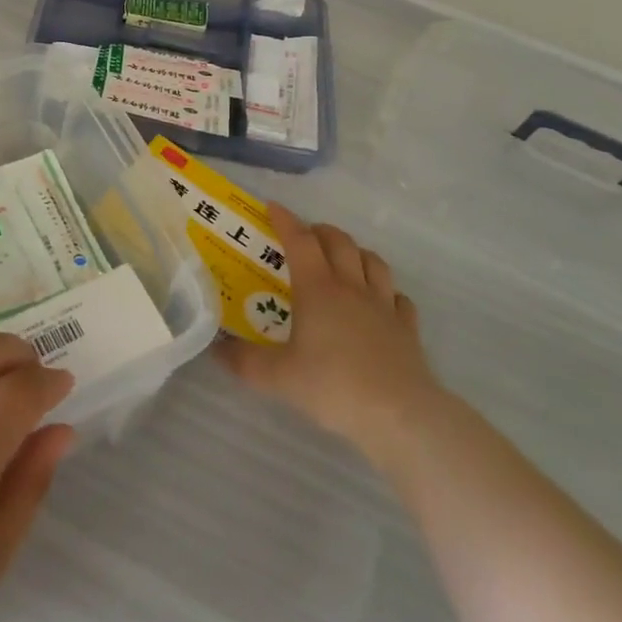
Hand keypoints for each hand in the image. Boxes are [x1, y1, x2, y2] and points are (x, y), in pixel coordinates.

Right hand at [218, 203, 445, 457]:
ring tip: (343, 259)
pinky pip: (398, 298)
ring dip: (356, 252)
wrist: (400, 415)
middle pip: (339, 242)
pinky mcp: (407, 329)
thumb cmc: (333, 386)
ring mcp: (384, 306)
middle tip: (305, 236)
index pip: (299, 240)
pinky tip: (380, 302)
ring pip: (373, 261)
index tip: (272, 206)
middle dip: (320, 231)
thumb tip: (215, 350)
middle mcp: (351, 287)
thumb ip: (243, 361)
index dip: (285, 220)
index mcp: (317, 289)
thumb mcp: (277, 377)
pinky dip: (386, 291)